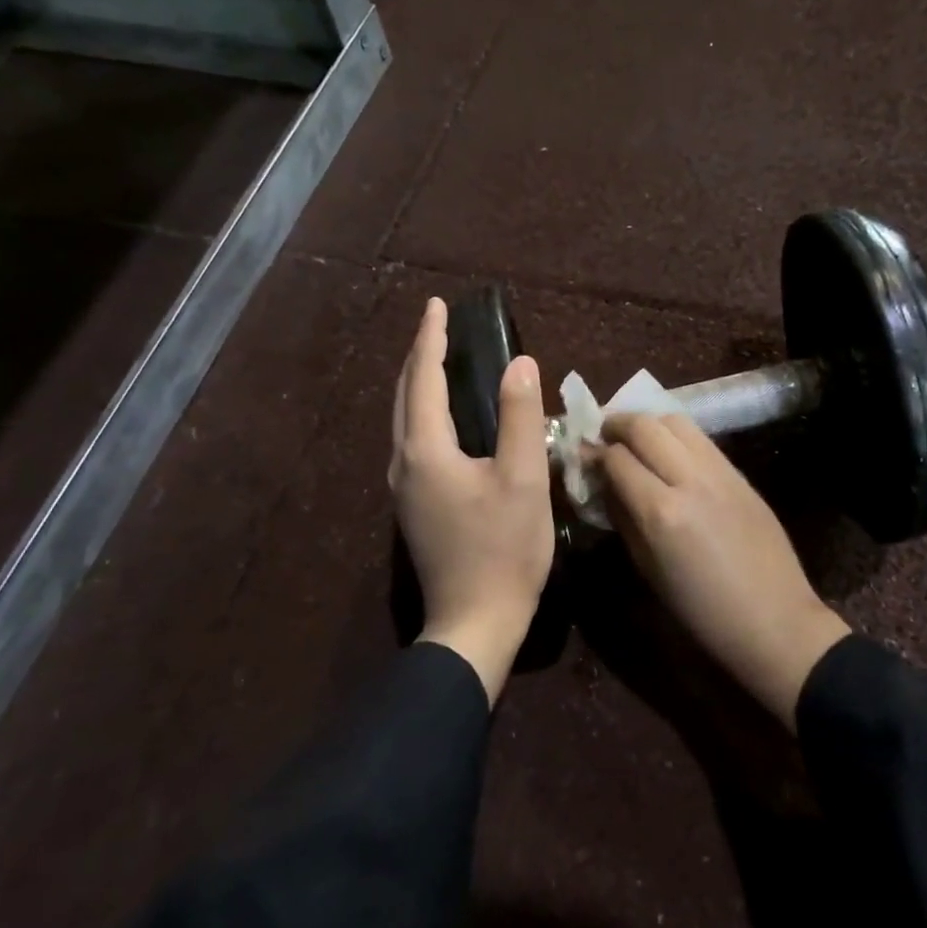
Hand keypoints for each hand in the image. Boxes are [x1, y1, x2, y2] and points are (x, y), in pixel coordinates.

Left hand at [390, 297, 554, 702]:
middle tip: (439, 325)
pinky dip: (424, 413)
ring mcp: (404, 488)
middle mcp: (404, 463)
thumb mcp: (522, 479)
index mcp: (426, 450)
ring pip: (404, 420)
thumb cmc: (504, 550)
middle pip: (404, 395)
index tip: (437, 304)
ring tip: (440, 361)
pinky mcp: (414, 506)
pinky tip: (445, 417)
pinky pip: (413, 441)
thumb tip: (519, 362)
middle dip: (419, 355)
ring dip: (419, 384)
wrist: (475, 623)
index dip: (431, 338)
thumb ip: (519, 417)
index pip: (423, 378)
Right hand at [600, 414, 849, 729]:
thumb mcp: (647, 568)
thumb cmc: (701, 610)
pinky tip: (669, 454)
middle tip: (604, 436)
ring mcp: (720, 471)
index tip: (585, 458)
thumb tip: (603, 484)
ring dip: (649, 423)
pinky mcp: (740, 473)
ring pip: (676, 421)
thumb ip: (622, 517)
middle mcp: (689, 479)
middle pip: (645, 425)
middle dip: (617, 424)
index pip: (617, 458)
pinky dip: (676, 436)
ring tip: (637, 440)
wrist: (774, 619)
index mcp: (661, 511)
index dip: (595, 454)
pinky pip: (701, 439)